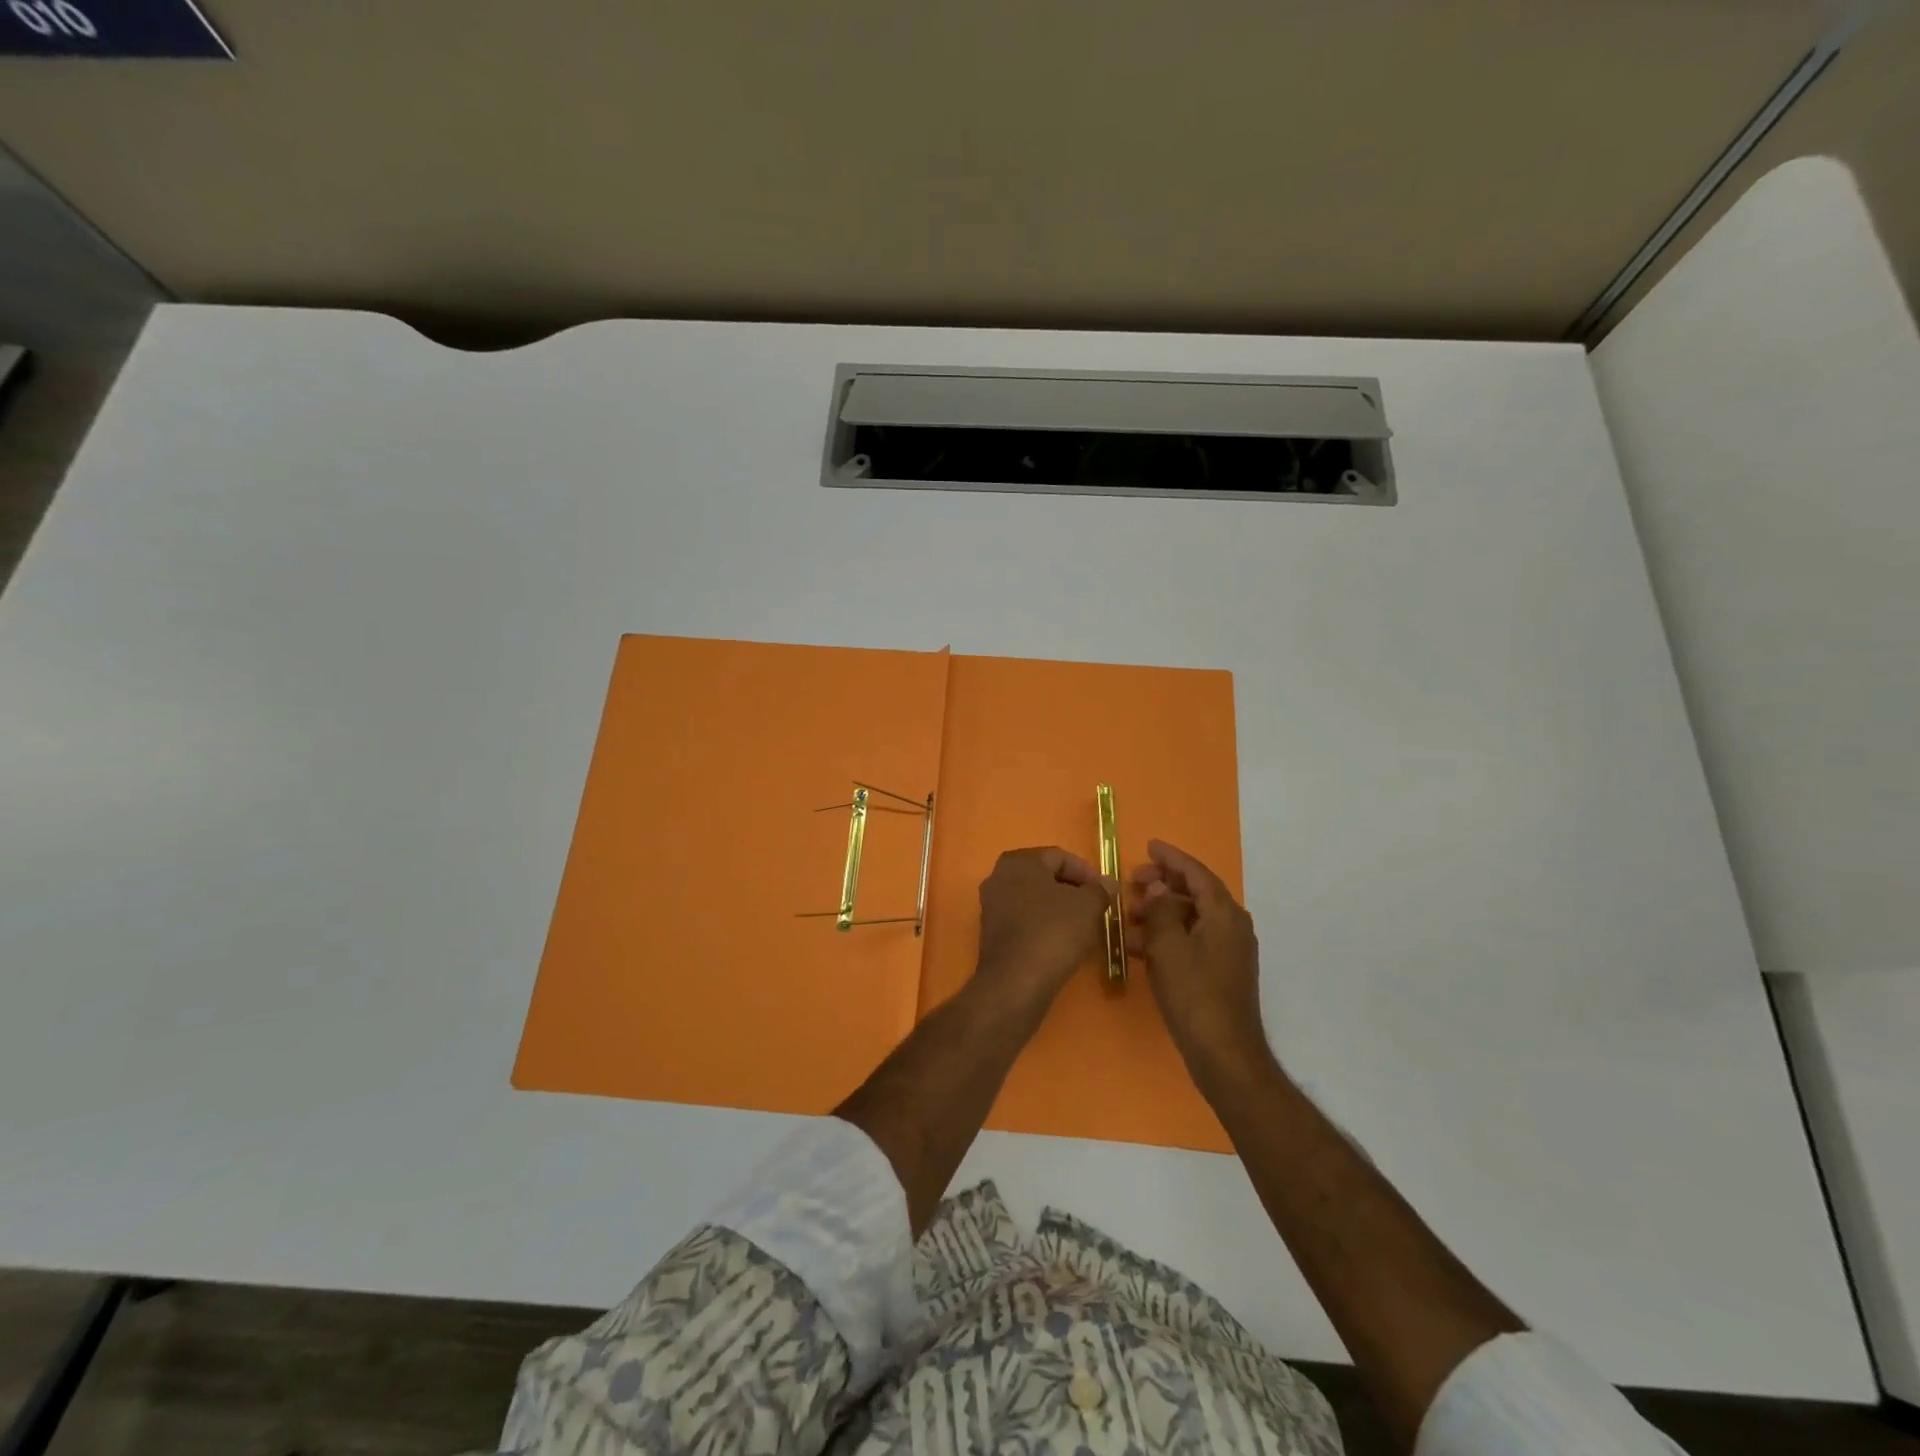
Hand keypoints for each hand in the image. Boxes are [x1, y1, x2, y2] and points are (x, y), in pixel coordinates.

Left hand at [973, 847, 1114, 1013]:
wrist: (1016, 981)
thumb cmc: (1054, 932)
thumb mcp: (1088, 907)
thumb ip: (1100, 890)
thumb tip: (1107, 883)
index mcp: (1019, 861)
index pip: (1059, 856)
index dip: (1086, 872)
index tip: (1104, 892)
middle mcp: (998, 876)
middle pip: (1044, 876)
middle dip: (1071, 889)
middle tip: (1095, 906)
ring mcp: (991, 905)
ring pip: (1033, 899)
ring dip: (1058, 908)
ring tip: (1082, 925)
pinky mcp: (991, 932)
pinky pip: (1023, 919)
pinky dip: (1043, 924)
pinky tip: (1061, 941)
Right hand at [1128, 839, 1272, 1086]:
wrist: (1224, 1054)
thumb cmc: (1194, 995)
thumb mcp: (1168, 947)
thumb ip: (1160, 911)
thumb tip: (1156, 889)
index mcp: (1224, 914)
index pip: (1197, 874)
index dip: (1172, 858)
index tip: (1149, 845)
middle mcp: (1231, 927)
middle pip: (1195, 894)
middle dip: (1162, 885)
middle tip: (1133, 881)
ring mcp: (1227, 952)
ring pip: (1189, 919)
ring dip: (1159, 914)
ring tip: (1128, 916)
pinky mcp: (1219, 973)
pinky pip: (1190, 941)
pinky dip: (1166, 938)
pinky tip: (1138, 947)